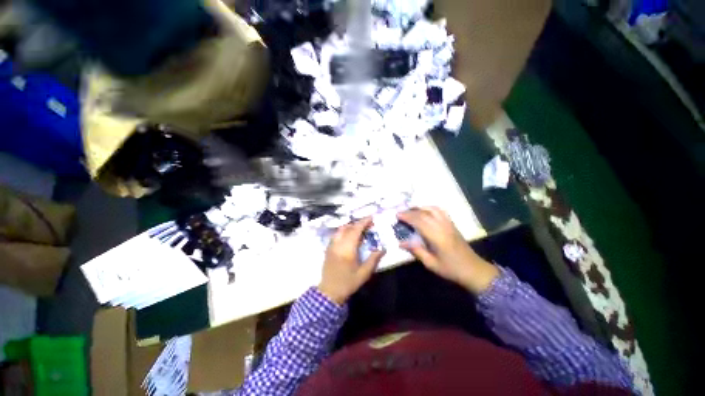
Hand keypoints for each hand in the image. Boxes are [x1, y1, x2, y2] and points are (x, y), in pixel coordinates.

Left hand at [318, 218, 385, 304]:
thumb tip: (383, 248)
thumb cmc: (348, 283)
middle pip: (348, 227)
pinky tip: (350, 236)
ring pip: (341, 230)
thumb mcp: (364, 273)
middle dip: (359, 223)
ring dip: (351, 226)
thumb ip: (373, 259)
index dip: (363, 222)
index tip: (371, 218)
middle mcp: (338, 244)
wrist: (329, 292)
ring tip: (360, 229)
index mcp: (347, 249)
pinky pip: (336, 235)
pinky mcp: (328, 248)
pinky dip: (344, 231)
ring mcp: (331, 245)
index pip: (356, 230)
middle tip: (368, 225)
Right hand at [398, 207, 498, 293]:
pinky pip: (440, 211)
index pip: (419, 221)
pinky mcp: (452, 224)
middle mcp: (443, 227)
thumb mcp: (431, 264)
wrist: (474, 270)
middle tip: (400, 213)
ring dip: (420, 207)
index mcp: (437, 237)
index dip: (407, 216)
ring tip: (411, 210)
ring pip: (433, 209)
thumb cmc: (451, 269)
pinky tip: (425, 211)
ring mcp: (449, 224)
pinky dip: (430, 208)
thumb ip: (416, 251)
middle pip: (424, 213)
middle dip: (410, 211)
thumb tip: (400, 243)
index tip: (397, 215)